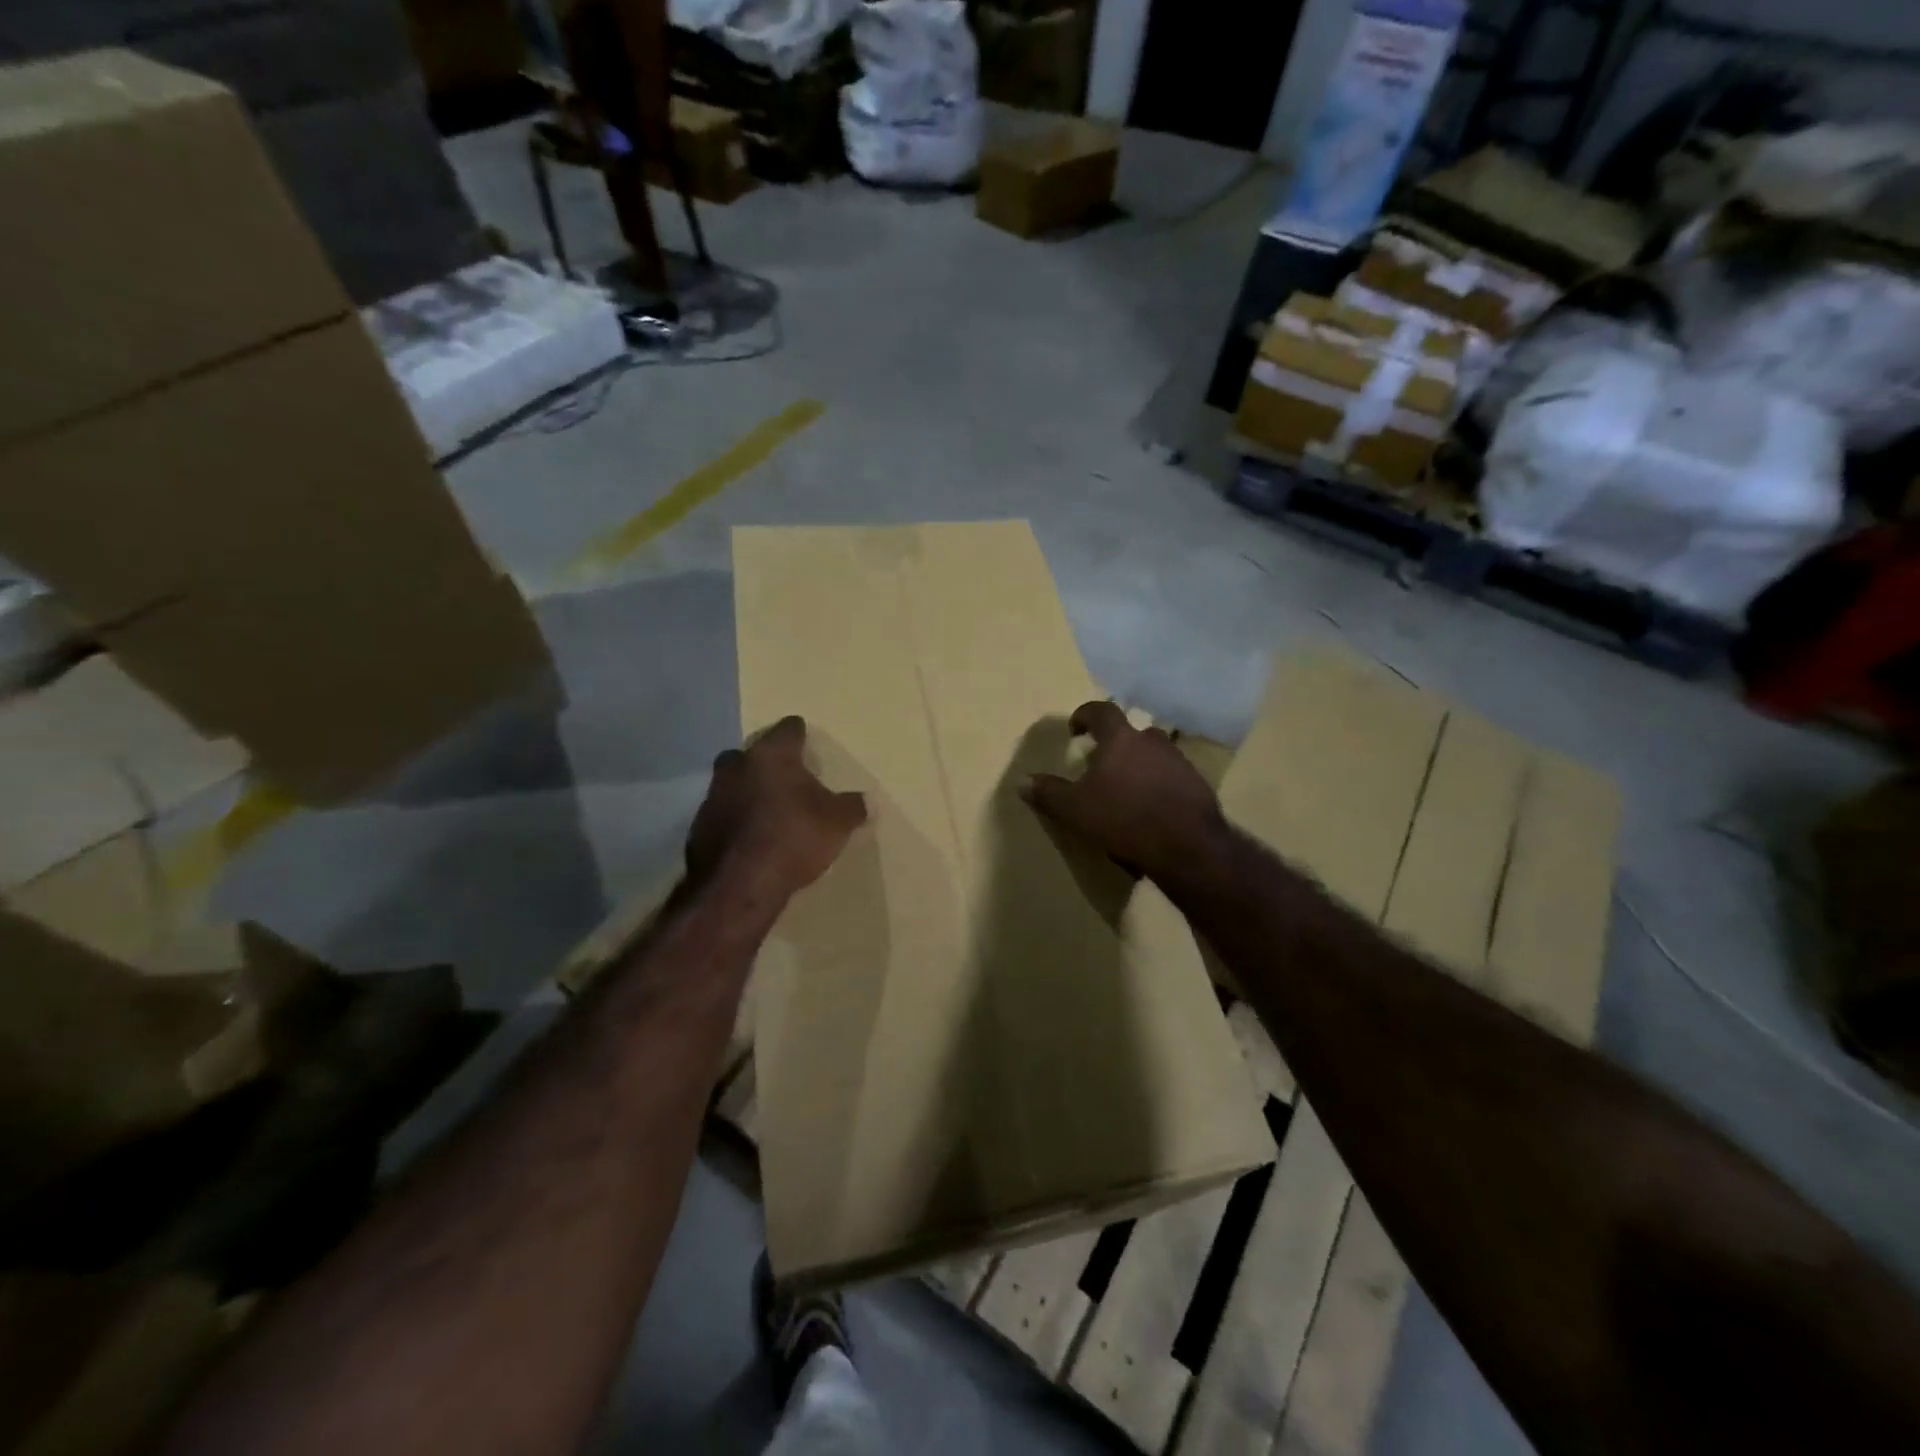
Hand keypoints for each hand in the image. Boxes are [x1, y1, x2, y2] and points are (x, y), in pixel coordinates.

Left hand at [687, 717, 866, 898]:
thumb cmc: (794, 838)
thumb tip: (867, 800)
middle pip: (751, 753)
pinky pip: (722, 815)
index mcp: (772, 756)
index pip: (787, 730)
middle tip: (784, 776)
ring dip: (747, 792)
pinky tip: (750, 838)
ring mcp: (713, 797)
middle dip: (765, 762)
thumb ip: (853, 807)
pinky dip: (735, 821)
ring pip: (732, 784)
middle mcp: (737, 767)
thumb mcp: (838, 823)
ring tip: (768, 810)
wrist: (739, 885)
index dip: (798, 733)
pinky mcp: (698, 828)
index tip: (804, 736)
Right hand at [1021, 702, 1230, 887]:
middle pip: (1131, 733)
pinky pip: (1172, 777)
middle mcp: (1153, 742)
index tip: (1076, 729)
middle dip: (1115, 745)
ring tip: (1127, 790)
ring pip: (1154, 755)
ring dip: (1139, 765)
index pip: (1102, 711)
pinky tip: (1151, 809)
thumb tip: (1023, 782)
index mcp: (1121, 739)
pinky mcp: (1198, 785)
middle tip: (1101, 765)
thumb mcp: (1075, 810)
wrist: (1187, 846)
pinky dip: (1159, 786)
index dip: (1086, 715)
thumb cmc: (1123, 819)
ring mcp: (1179, 762)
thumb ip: (1049, 793)